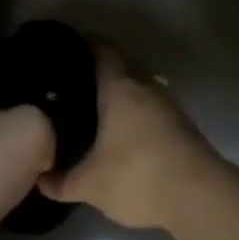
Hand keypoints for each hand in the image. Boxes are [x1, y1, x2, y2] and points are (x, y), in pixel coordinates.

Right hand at [39, 46, 223, 230]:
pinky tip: (124, 137)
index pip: (103, 51)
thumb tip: (39, 178)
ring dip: (121, 99)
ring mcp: (168, 104)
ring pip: (138, 91)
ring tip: (97, 114)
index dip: (86, 45)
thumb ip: (62, 181)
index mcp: (120, 87)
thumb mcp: (91, 184)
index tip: (68, 49)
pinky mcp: (182, 125)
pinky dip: (137, 116)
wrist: (199, 194)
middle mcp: (145, 86)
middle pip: (121, 69)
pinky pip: (152, 110)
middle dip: (100, 76)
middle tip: (75, 89)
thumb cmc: (137, 175)